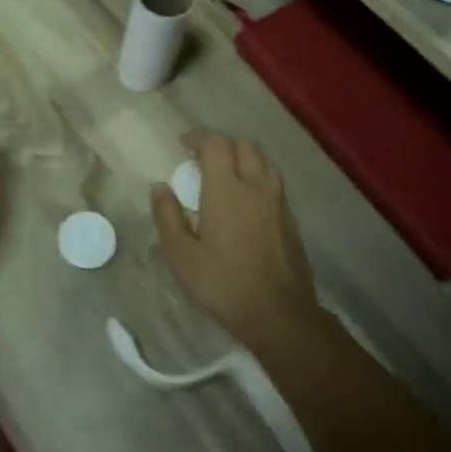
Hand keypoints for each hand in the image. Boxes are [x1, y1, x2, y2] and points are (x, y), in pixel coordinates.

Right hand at [150, 132, 320, 352]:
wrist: (279, 314)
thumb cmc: (223, 283)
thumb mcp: (182, 256)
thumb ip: (167, 217)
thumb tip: (159, 187)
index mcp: (227, 190)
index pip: (216, 145)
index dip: (199, 137)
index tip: (184, 143)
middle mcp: (256, 187)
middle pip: (244, 146)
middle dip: (222, 143)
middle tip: (203, 157)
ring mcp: (278, 202)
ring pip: (264, 161)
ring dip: (244, 157)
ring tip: (227, 172)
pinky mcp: (291, 219)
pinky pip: (274, 182)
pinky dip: (258, 176)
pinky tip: (248, 198)